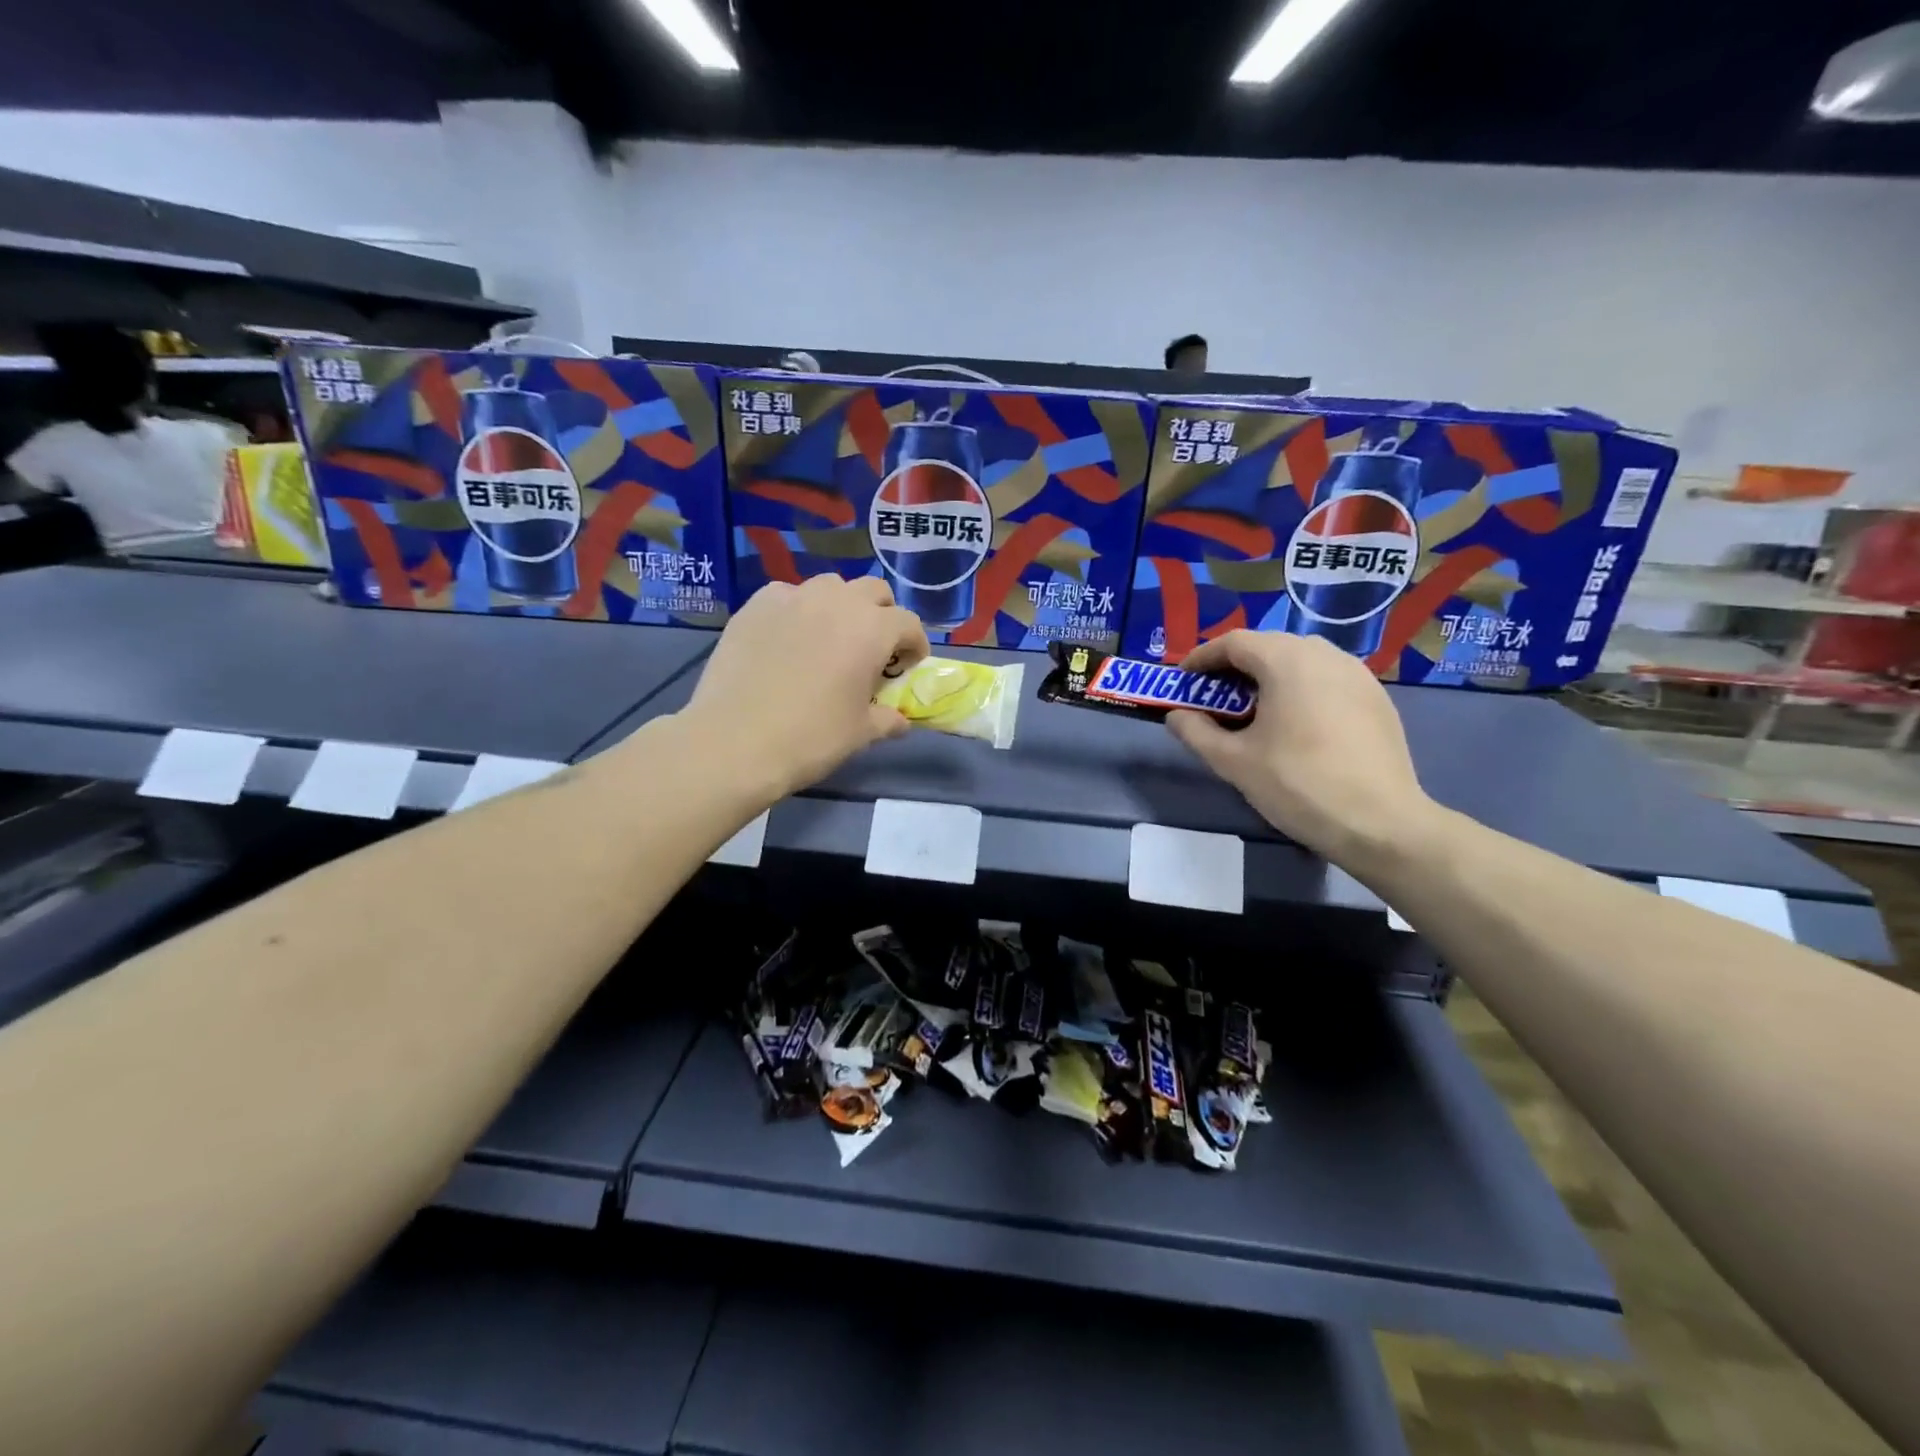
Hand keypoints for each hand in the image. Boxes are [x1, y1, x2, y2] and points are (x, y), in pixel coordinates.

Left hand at [685, 576, 930, 799]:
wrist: (735, 741)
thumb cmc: (810, 737)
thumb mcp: (859, 733)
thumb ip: (886, 720)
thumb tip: (900, 721)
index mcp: (872, 629)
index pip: (908, 623)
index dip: (914, 645)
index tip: (907, 666)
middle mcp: (837, 602)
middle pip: (873, 591)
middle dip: (881, 614)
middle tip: (873, 648)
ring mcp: (792, 598)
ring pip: (829, 586)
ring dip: (840, 606)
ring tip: (829, 637)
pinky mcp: (755, 605)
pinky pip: (787, 595)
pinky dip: (798, 610)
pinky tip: (787, 639)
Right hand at [1165, 631, 1436, 865]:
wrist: (1380, 823)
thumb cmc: (1298, 785)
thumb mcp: (1234, 762)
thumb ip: (1196, 732)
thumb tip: (1176, 716)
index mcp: (1287, 661)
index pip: (1234, 642)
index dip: (1202, 657)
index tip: (1184, 679)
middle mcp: (1325, 655)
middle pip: (1269, 645)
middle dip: (1235, 665)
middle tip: (1213, 694)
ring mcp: (1357, 674)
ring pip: (1301, 659)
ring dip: (1269, 675)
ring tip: (1251, 707)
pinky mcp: (1376, 697)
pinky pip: (1327, 678)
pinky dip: (1300, 687)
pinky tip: (1293, 721)